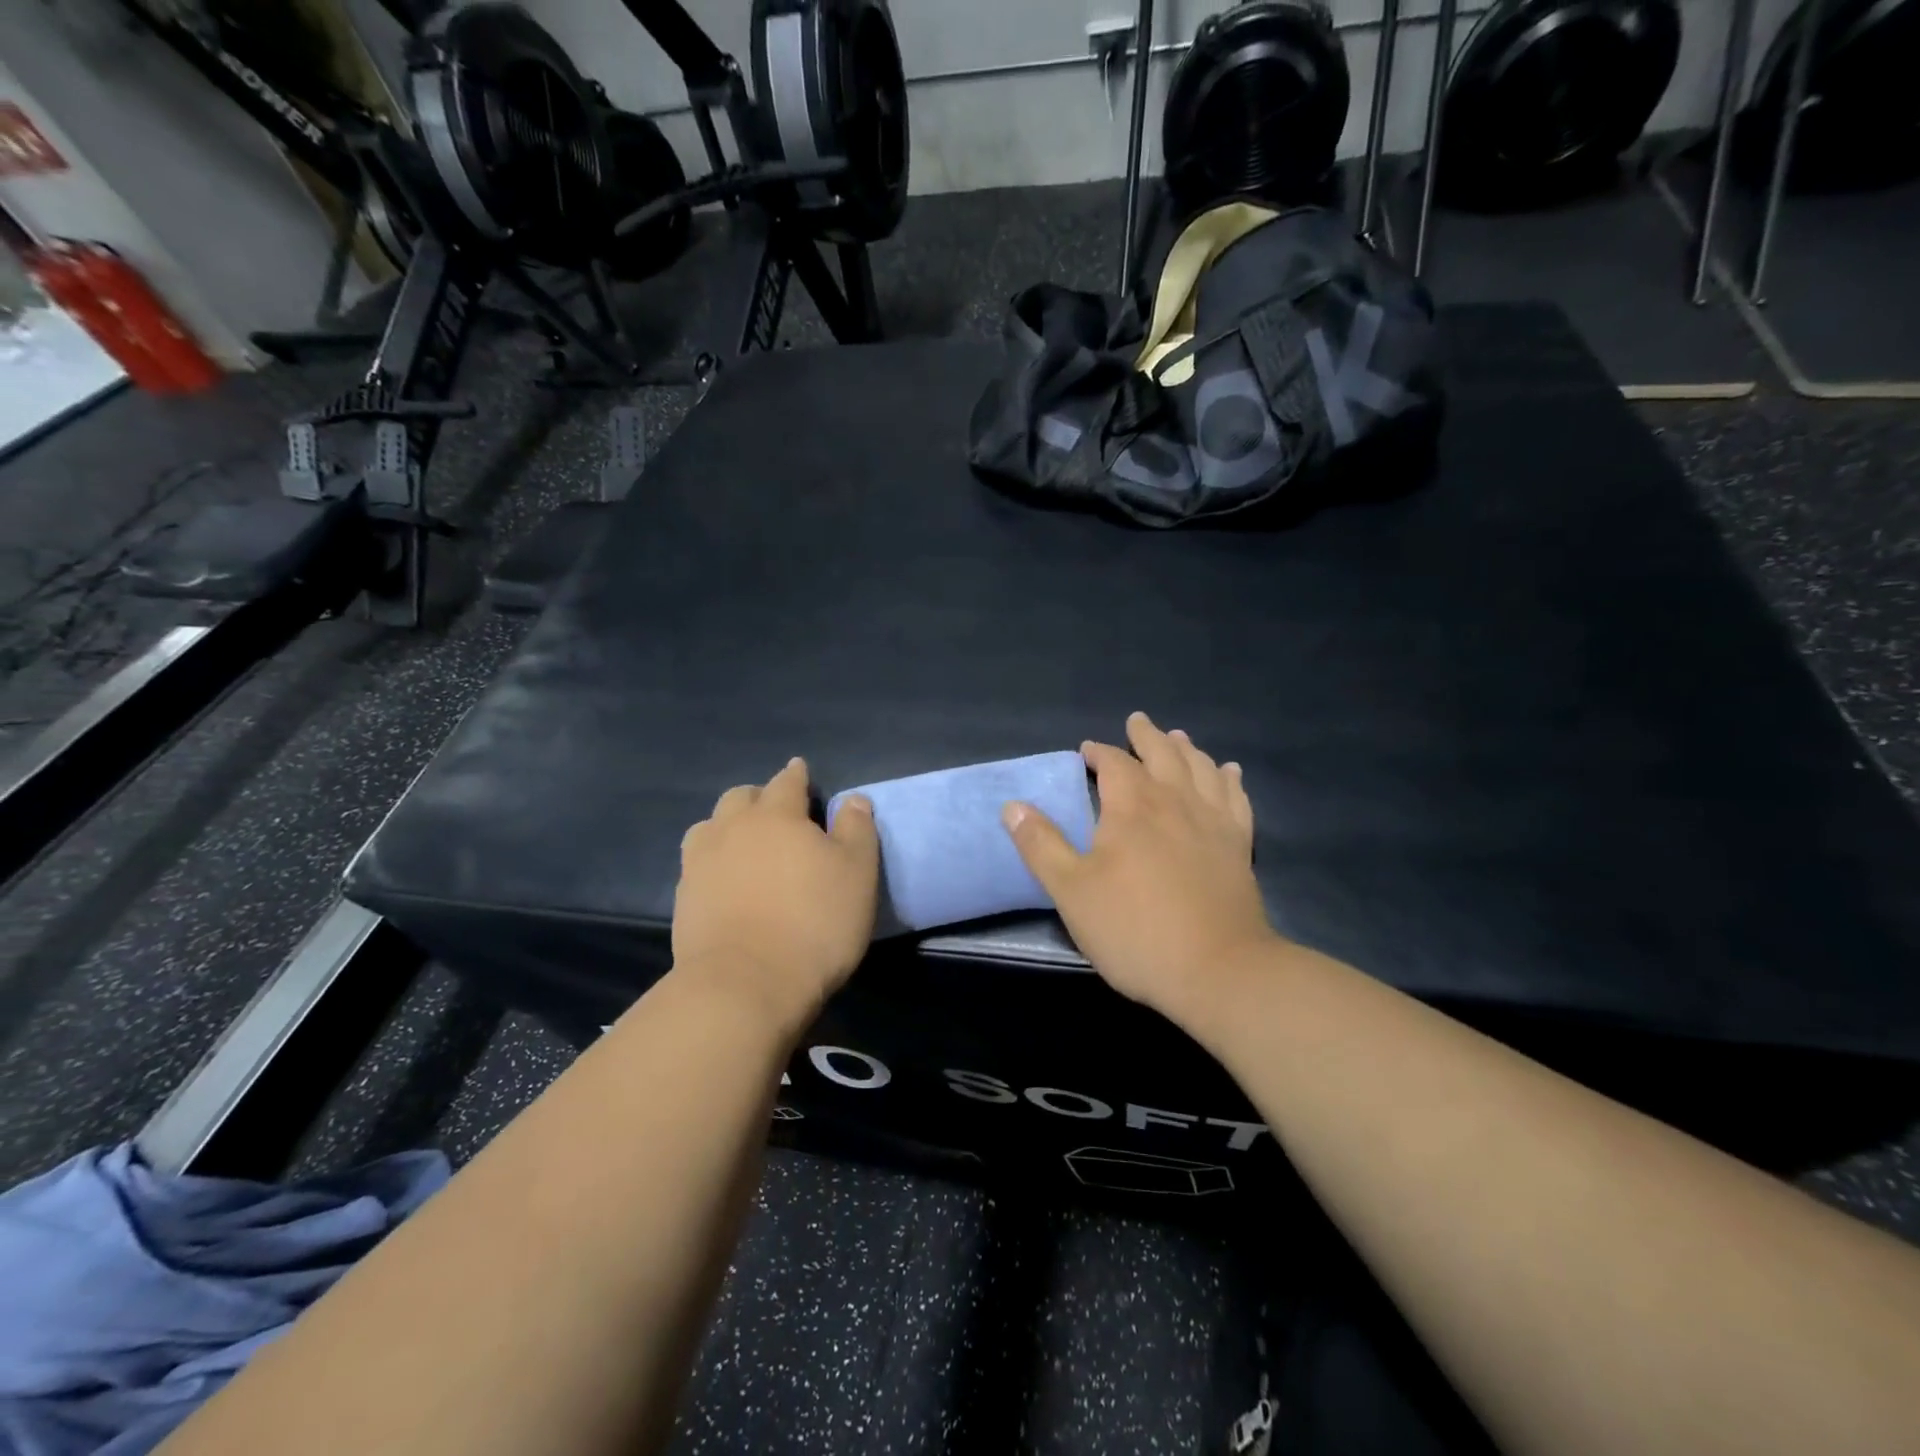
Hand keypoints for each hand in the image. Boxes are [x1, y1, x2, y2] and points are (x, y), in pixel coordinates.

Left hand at [672, 758, 879, 1028]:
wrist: (746, 984)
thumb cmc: (814, 922)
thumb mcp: (857, 873)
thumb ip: (857, 829)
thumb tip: (854, 799)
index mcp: (777, 815)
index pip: (787, 782)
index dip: (797, 775)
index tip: (801, 770)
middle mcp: (733, 828)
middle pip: (741, 797)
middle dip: (759, 797)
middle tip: (777, 813)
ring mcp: (701, 863)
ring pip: (710, 826)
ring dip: (728, 826)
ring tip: (744, 843)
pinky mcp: (683, 898)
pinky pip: (697, 863)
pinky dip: (713, 860)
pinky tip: (724, 879)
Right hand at [1002, 712, 1278, 1026]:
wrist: (1217, 970)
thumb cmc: (1135, 929)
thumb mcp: (1071, 891)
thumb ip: (1041, 845)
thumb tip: (1013, 806)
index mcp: (1132, 807)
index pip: (1114, 763)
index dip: (1099, 752)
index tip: (1087, 750)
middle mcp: (1175, 802)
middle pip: (1162, 754)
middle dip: (1146, 736)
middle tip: (1137, 721)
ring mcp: (1213, 822)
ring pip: (1200, 768)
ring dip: (1186, 748)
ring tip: (1178, 737)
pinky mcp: (1239, 845)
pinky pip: (1235, 797)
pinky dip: (1229, 778)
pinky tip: (1229, 771)